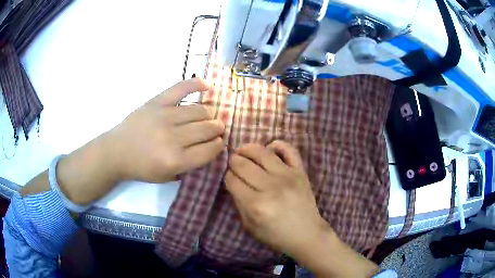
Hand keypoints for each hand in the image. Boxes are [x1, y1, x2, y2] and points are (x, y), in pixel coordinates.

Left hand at [23, 78, 224, 204]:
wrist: (117, 151)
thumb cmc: (142, 167)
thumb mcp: (167, 177)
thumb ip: (190, 165)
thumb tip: (210, 148)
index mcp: (176, 160)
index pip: (209, 150)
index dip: (218, 146)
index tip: (218, 144)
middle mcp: (173, 137)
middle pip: (207, 129)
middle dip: (217, 130)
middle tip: (216, 130)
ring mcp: (165, 116)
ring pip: (200, 110)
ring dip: (209, 115)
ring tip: (208, 117)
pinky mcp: (157, 102)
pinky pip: (181, 88)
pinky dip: (197, 84)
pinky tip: (208, 86)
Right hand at [225, 141, 378, 277]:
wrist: (307, 234)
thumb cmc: (276, 235)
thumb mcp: (250, 226)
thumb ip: (239, 203)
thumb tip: (234, 182)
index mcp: (256, 205)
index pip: (232, 180)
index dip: (228, 177)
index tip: (230, 178)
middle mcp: (270, 187)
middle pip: (243, 164)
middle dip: (233, 161)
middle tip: (233, 163)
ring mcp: (287, 176)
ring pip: (261, 152)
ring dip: (247, 148)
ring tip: (243, 151)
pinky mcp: (300, 171)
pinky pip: (289, 149)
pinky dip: (278, 144)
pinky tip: (270, 148)